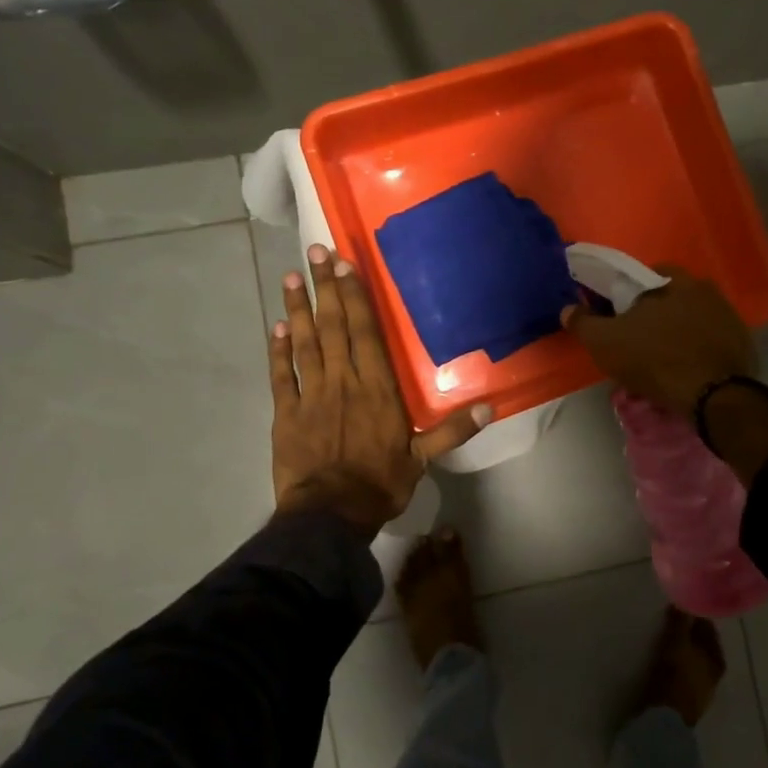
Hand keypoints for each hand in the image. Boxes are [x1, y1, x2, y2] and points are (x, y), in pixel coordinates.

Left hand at [271, 244, 489, 537]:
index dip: (354, 297)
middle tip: (316, 251)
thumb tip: (492, 406)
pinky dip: (277, 350)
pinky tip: (275, 327)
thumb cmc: (380, 483)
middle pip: (333, 327)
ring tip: (292, 276)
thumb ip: (453, 429)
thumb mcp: (423, 458)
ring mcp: (310, 395)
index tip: (345, 265)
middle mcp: (342, 381)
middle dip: (325, 288)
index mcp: (376, 388)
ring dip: (297, 309)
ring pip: (305, 343)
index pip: (365, 332)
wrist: (329, 515)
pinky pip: (280, 375)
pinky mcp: (286, 413)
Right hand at [560, 266, 758, 420]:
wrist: (714, 396)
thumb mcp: (606, 343)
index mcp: (673, 280)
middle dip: (655, 314)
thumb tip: (568, 309)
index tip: (618, 317)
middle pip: (671, 297)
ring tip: (662, 360)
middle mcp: (706, 289)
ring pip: (693, 319)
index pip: (645, 275)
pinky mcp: (743, 343)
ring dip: (678, 333)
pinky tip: (687, 371)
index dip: (628, 295)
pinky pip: (711, 341)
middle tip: (639, 340)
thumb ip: (584, 323)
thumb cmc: (655, 360)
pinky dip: (698, 351)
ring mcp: (729, 316)